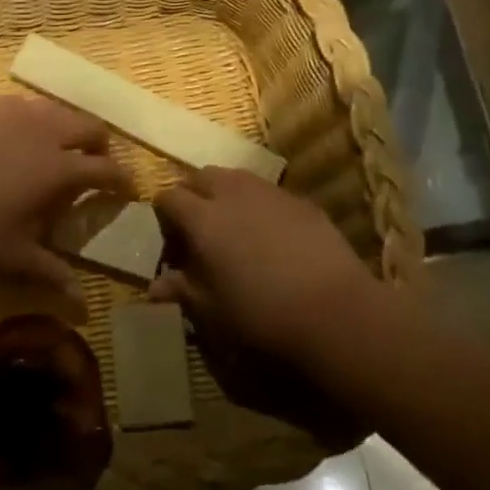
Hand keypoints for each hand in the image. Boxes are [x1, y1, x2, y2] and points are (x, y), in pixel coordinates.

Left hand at [0, 94, 131, 292]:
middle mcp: (46, 131)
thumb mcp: (14, 256)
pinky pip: (19, 105)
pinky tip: (11, 135)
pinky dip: (28, 119)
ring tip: (54, 144)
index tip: (127, 187)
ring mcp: (15, 111)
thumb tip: (83, 303)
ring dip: (66, 126)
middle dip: (100, 144)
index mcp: (60, 168)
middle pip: (90, 127)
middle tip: (94, 160)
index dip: (122, 178)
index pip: (106, 169)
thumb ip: (51, 273)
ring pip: (56, 110)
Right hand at [150, 167, 384, 363]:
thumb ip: (181, 289)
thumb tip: (155, 286)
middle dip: (193, 195)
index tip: (172, 245)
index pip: (168, 198)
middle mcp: (232, 194)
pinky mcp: (302, 201)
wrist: (334, 309)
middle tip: (199, 229)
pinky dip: (259, 205)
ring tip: (234, 227)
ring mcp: (270, 193)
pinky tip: (271, 236)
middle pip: (201, 176)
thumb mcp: (211, 309)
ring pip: (236, 178)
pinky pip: (268, 192)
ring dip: (225, 194)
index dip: (164, 218)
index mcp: (202, 218)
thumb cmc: (260, 313)